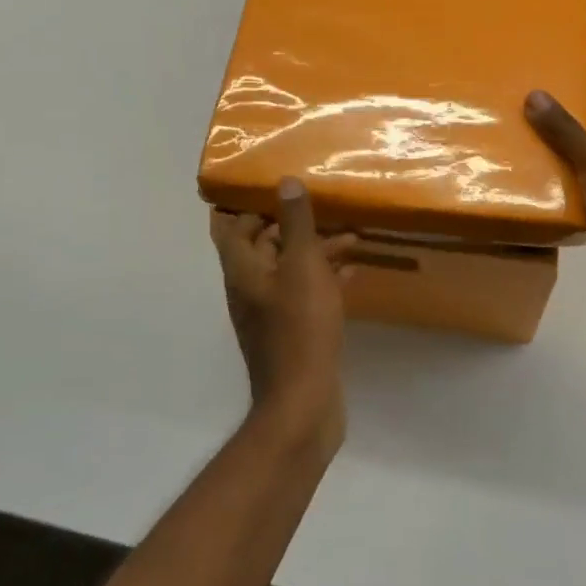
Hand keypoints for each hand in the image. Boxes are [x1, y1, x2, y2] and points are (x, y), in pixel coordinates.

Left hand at [210, 180, 355, 453]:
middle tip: (324, 209)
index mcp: (243, 271)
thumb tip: (285, 181)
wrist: (303, 404)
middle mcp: (251, 290)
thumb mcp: (302, 266)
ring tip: (351, 238)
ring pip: (290, 271)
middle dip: (293, 227)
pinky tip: (352, 273)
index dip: (250, 208)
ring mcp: (271, 315)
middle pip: (265, 248)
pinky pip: (306, 295)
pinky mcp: (293, 334)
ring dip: (315, 252)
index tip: (279, 191)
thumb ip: (296, 223)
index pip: (232, 229)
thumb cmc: (300, 326)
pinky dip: (325, 280)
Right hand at [525, 68, 585, 310]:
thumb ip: (563, 128)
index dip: (578, 74)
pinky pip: (576, 178)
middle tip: (518, 96)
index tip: (542, 65)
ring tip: (513, 128)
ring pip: (581, 148)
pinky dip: (555, 173)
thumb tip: (534, 94)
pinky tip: (524, 168)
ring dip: (553, 142)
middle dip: (559, 108)